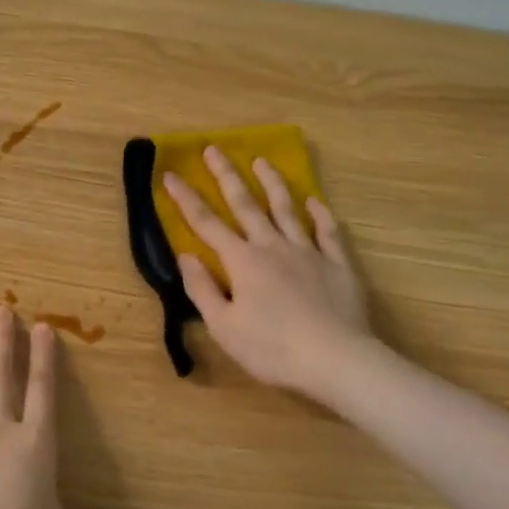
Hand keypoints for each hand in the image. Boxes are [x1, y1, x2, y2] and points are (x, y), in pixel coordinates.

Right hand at [163, 145, 372, 396]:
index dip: (186, 199)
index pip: (206, 224)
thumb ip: (202, 289)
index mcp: (242, 261)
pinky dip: (320, 213)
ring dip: (272, 184)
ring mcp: (309, 252)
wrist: (336, 359)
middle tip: (214, 149)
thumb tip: (185, 256)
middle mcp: (273, 246)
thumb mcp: (224, 327)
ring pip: (287, 209)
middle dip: (226, 175)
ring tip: (262, 161)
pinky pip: (328, 231)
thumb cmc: (272, 348)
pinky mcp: (338, 264)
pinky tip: (314, 201)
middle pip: (246, 204)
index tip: (170, 174)